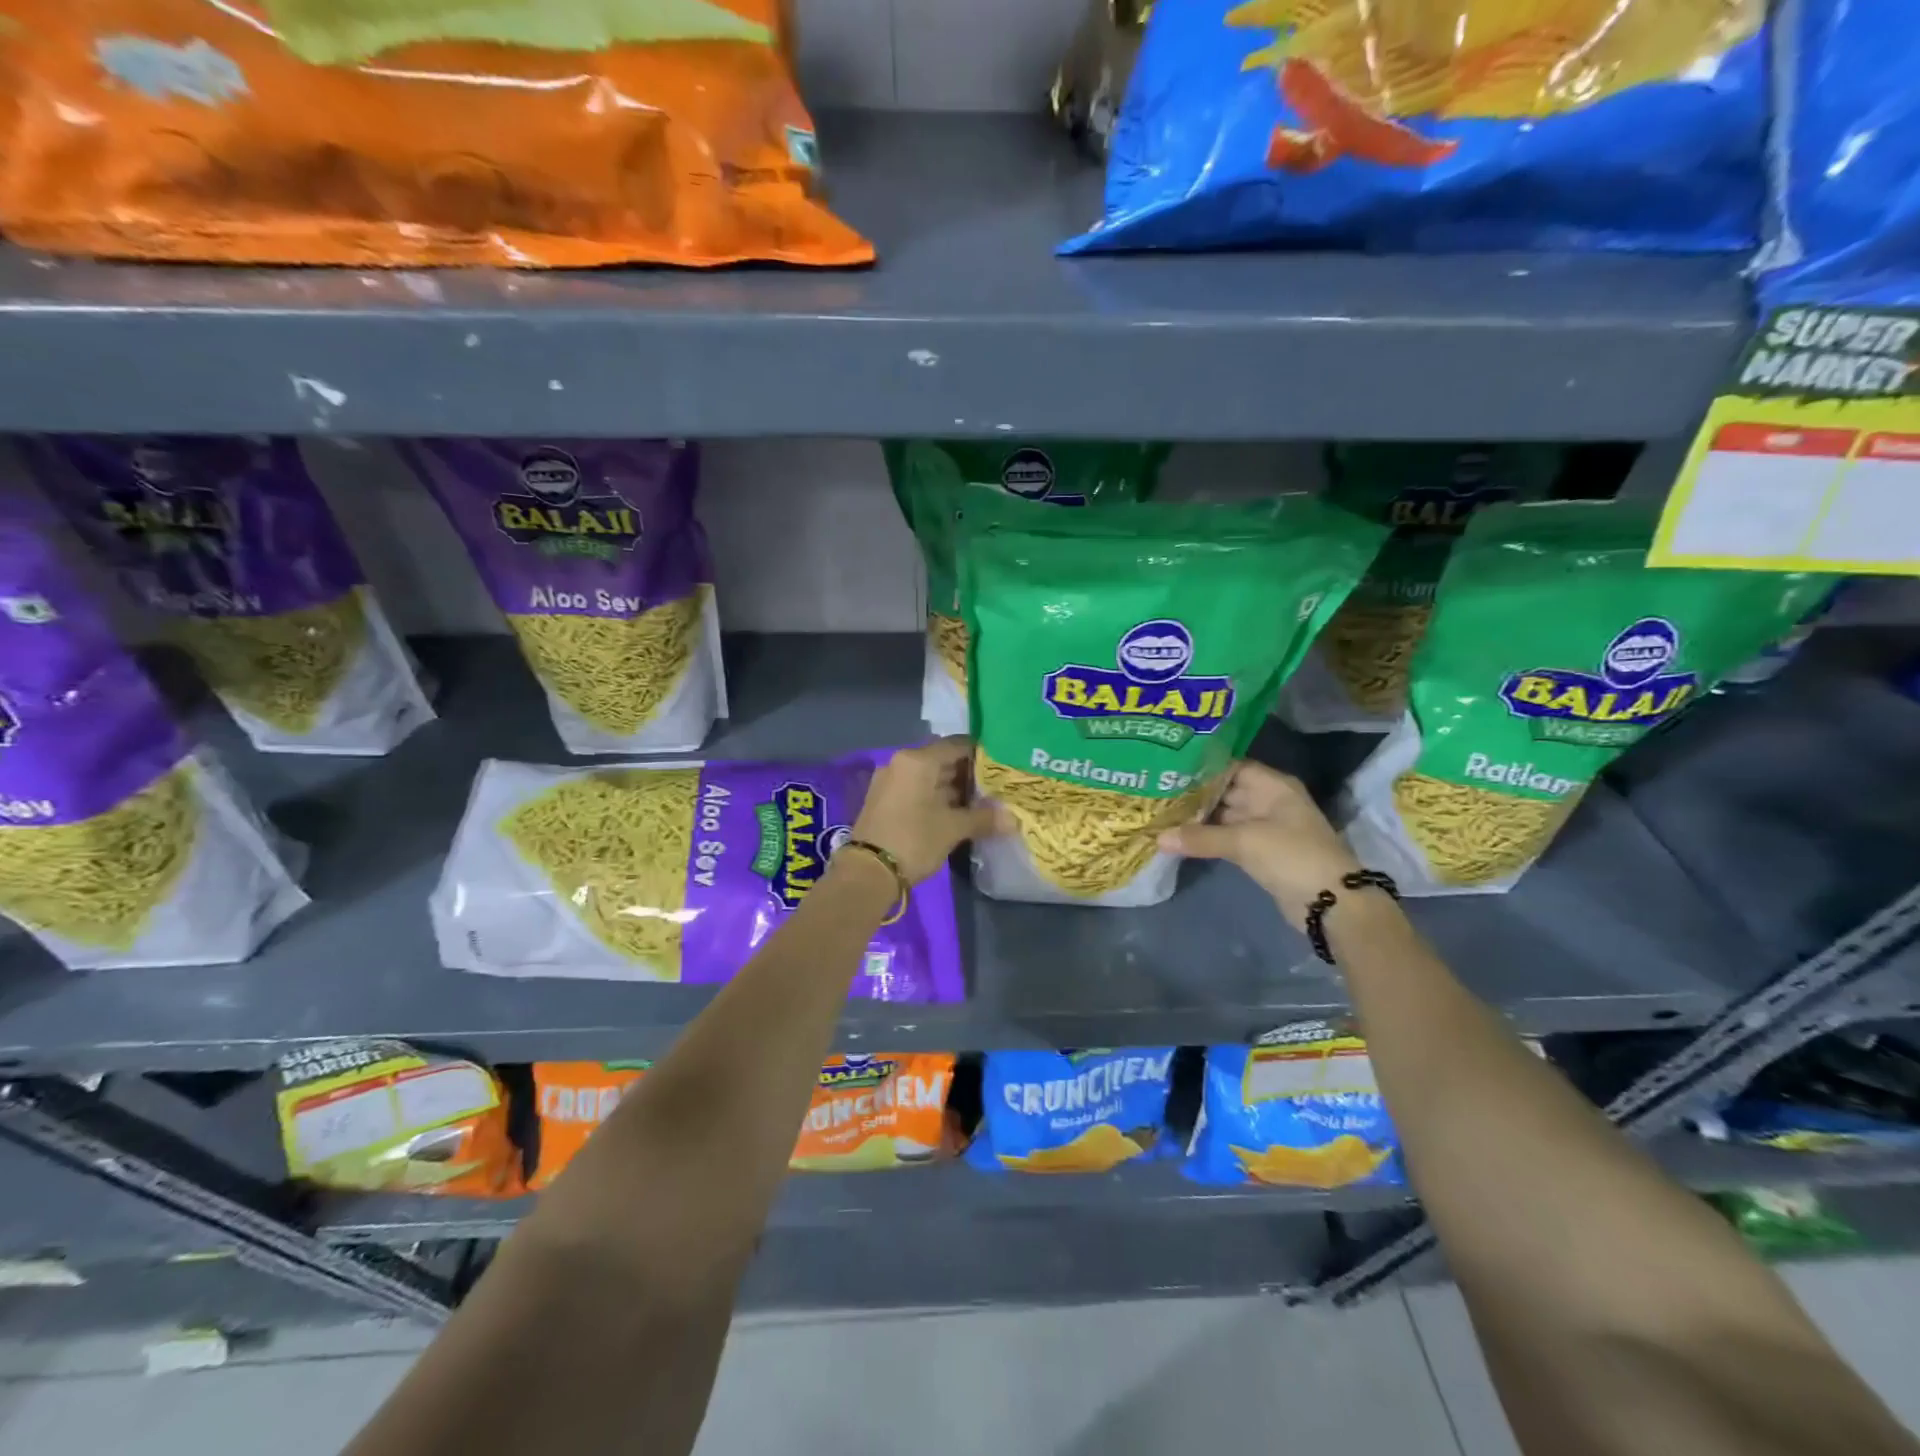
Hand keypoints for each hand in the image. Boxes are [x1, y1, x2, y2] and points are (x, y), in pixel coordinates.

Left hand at [850, 737, 998, 884]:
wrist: (868, 872)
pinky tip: (953, 814)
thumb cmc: (914, 840)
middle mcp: (901, 763)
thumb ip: (983, 818)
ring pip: (928, 777)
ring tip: (979, 803)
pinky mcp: (882, 800)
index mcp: (918, 760)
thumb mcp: (953, 829)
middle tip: (994, 788)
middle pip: (942, 760)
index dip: (981, 755)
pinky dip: (934, 797)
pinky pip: (915, 790)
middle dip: (968, 775)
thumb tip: (1013, 819)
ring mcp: (889, 781)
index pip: (957, 745)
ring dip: (951, 788)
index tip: (1001, 768)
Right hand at [1158, 761, 1361, 929]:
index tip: (1170, 770)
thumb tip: (1158, 838)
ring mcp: (1266, 828)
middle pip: (1226, 791)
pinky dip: (1208, 838)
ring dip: (1199, 818)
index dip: (1203, 767)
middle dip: (1195, 794)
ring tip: (1162, 813)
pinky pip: (1228, 838)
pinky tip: (1180, 838)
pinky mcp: (1261, 852)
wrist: (1331, 903)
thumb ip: (1201, 838)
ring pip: (1225, 816)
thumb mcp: (1245, 842)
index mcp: (1273, 786)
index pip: (1232, 767)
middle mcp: (1269, 801)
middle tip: (1158, 792)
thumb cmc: (1292, 856)